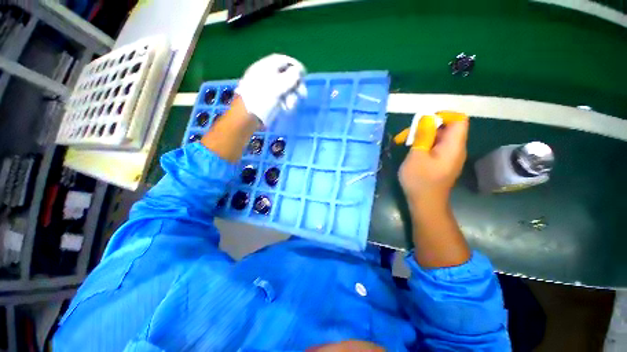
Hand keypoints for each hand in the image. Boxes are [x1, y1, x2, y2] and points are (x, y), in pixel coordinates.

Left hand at [235, 53, 306, 126]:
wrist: (249, 116)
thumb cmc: (262, 98)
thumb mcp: (277, 85)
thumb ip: (290, 77)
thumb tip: (298, 71)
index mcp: (266, 67)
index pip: (283, 61)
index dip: (294, 66)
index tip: (304, 74)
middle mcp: (267, 76)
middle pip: (286, 76)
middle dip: (295, 85)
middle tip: (303, 95)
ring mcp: (269, 89)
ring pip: (286, 89)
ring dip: (292, 97)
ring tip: (291, 106)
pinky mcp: (270, 100)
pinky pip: (282, 98)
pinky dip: (286, 103)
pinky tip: (286, 109)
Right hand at [398, 115, 468, 203]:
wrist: (425, 203)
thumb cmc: (420, 180)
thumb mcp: (417, 156)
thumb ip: (423, 135)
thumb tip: (427, 118)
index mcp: (453, 146)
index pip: (458, 120)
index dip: (442, 116)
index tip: (423, 122)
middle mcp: (455, 149)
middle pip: (446, 128)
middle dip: (426, 127)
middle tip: (406, 135)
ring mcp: (449, 157)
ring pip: (439, 138)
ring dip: (422, 137)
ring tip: (404, 143)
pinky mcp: (442, 163)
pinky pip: (436, 147)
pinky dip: (424, 145)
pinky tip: (411, 151)